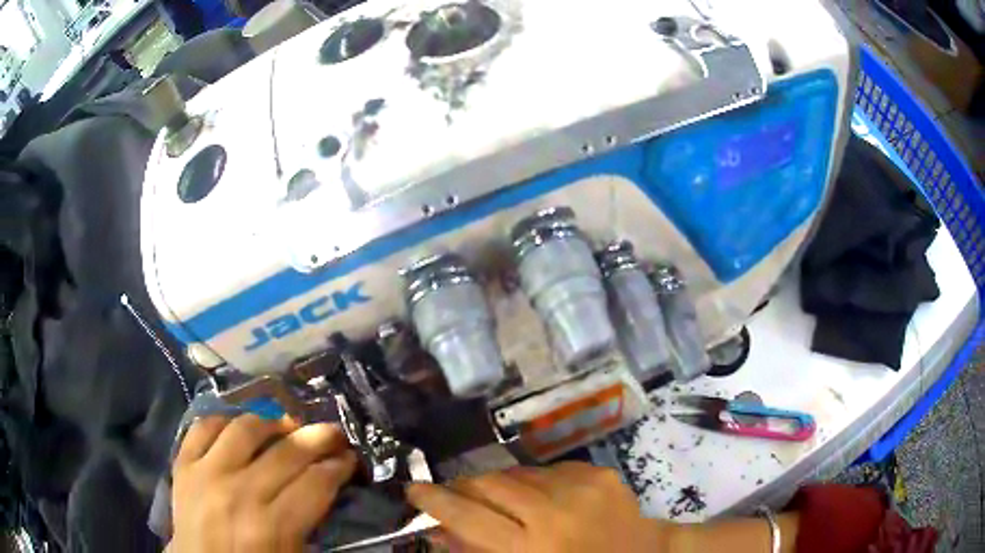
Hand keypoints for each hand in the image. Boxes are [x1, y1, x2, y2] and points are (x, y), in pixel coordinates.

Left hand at [170, 415, 357, 551]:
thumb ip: (308, 519)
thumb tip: (326, 482)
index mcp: (272, 526)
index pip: (316, 483)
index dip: (339, 466)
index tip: (349, 458)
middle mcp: (239, 493)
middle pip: (287, 453)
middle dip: (318, 438)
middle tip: (333, 433)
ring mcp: (206, 473)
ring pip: (245, 429)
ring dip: (272, 423)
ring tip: (285, 428)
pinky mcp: (183, 464)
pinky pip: (204, 427)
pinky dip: (224, 421)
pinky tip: (238, 427)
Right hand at [406, 461, 670, 552]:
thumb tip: (441, 530)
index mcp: (531, 547)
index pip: (467, 516)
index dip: (435, 500)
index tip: (414, 491)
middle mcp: (554, 511)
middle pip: (489, 484)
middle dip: (464, 487)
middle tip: (454, 495)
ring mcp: (581, 486)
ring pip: (516, 473)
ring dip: (498, 485)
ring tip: (499, 501)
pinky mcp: (599, 472)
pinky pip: (547, 470)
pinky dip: (533, 483)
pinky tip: (540, 499)